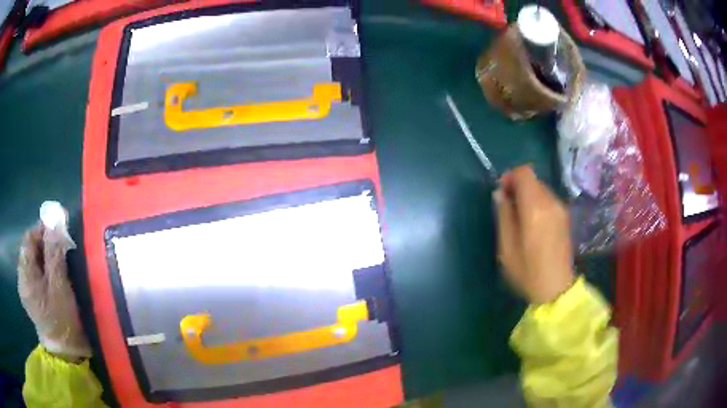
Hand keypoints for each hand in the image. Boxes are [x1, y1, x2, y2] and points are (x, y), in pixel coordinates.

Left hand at [18, 224, 91, 360]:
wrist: (66, 354)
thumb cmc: (62, 320)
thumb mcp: (59, 286)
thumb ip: (54, 252)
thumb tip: (55, 222)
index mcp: (25, 276)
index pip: (28, 239)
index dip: (41, 229)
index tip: (57, 229)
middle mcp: (22, 279)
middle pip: (29, 250)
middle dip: (43, 243)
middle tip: (60, 246)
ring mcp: (26, 289)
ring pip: (32, 261)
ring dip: (44, 256)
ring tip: (58, 261)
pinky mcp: (31, 297)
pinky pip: (34, 273)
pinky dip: (43, 268)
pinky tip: (53, 275)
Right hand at [494, 166, 574, 303]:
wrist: (556, 289)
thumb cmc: (528, 271)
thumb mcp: (507, 248)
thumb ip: (504, 215)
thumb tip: (500, 194)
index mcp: (535, 208)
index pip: (524, 173)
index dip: (509, 177)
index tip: (501, 193)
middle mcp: (551, 202)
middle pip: (533, 179)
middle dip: (518, 187)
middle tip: (508, 208)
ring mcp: (560, 209)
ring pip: (540, 188)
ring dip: (527, 195)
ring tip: (520, 218)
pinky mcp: (564, 216)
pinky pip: (548, 199)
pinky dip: (537, 203)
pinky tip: (533, 224)